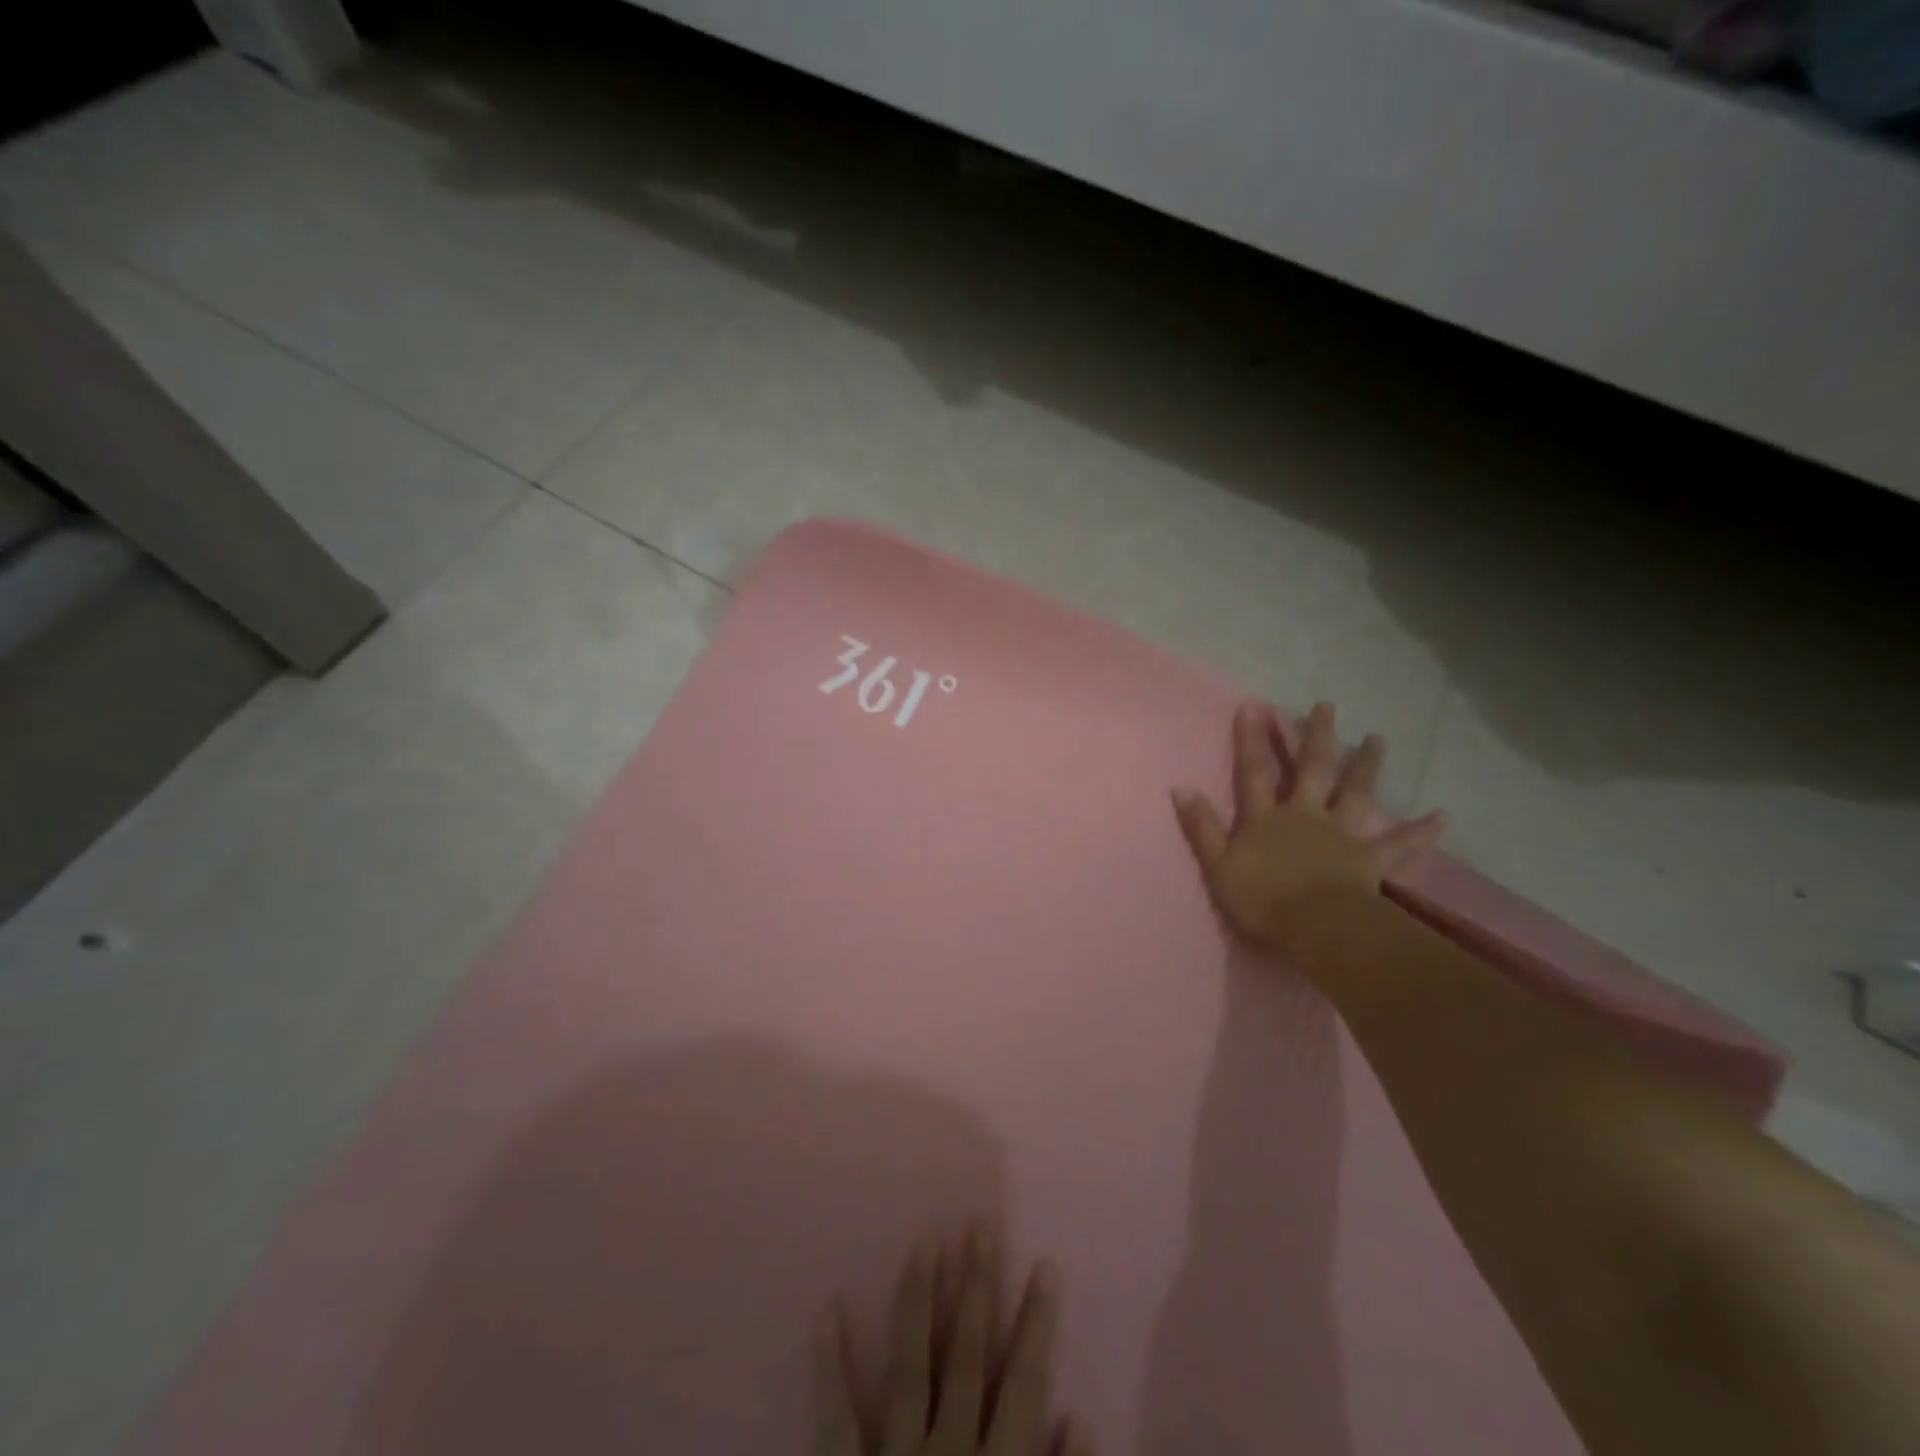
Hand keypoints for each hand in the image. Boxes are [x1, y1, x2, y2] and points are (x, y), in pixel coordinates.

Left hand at [815, 1221, 1088, 1455]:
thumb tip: (1078, 1420)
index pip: (1024, 1384)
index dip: (1035, 1323)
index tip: (1044, 1264)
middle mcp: (948, 1455)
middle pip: (966, 1355)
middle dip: (976, 1287)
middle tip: (980, 1224)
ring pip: (910, 1364)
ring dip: (919, 1299)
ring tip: (926, 1240)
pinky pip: (835, 1417)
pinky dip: (830, 1362)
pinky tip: (828, 1308)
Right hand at [1172, 701, 1445, 955]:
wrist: (1317, 929)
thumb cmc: (1263, 900)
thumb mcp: (1218, 865)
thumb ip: (1201, 827)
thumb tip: (1180, 787)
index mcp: (1266, 819)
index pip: (1255, 772)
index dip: (1251, 740)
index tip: (1254, 706)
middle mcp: (1306, 816)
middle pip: (1313, 770)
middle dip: (1317, 737)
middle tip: (1327, 706)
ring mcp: (1341, 835)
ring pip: (1356, 793)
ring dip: (1366, 765)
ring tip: (1378, 739)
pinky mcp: (1370, 860)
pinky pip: (1399, 844)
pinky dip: (1421, 832)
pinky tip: (1442, 816)